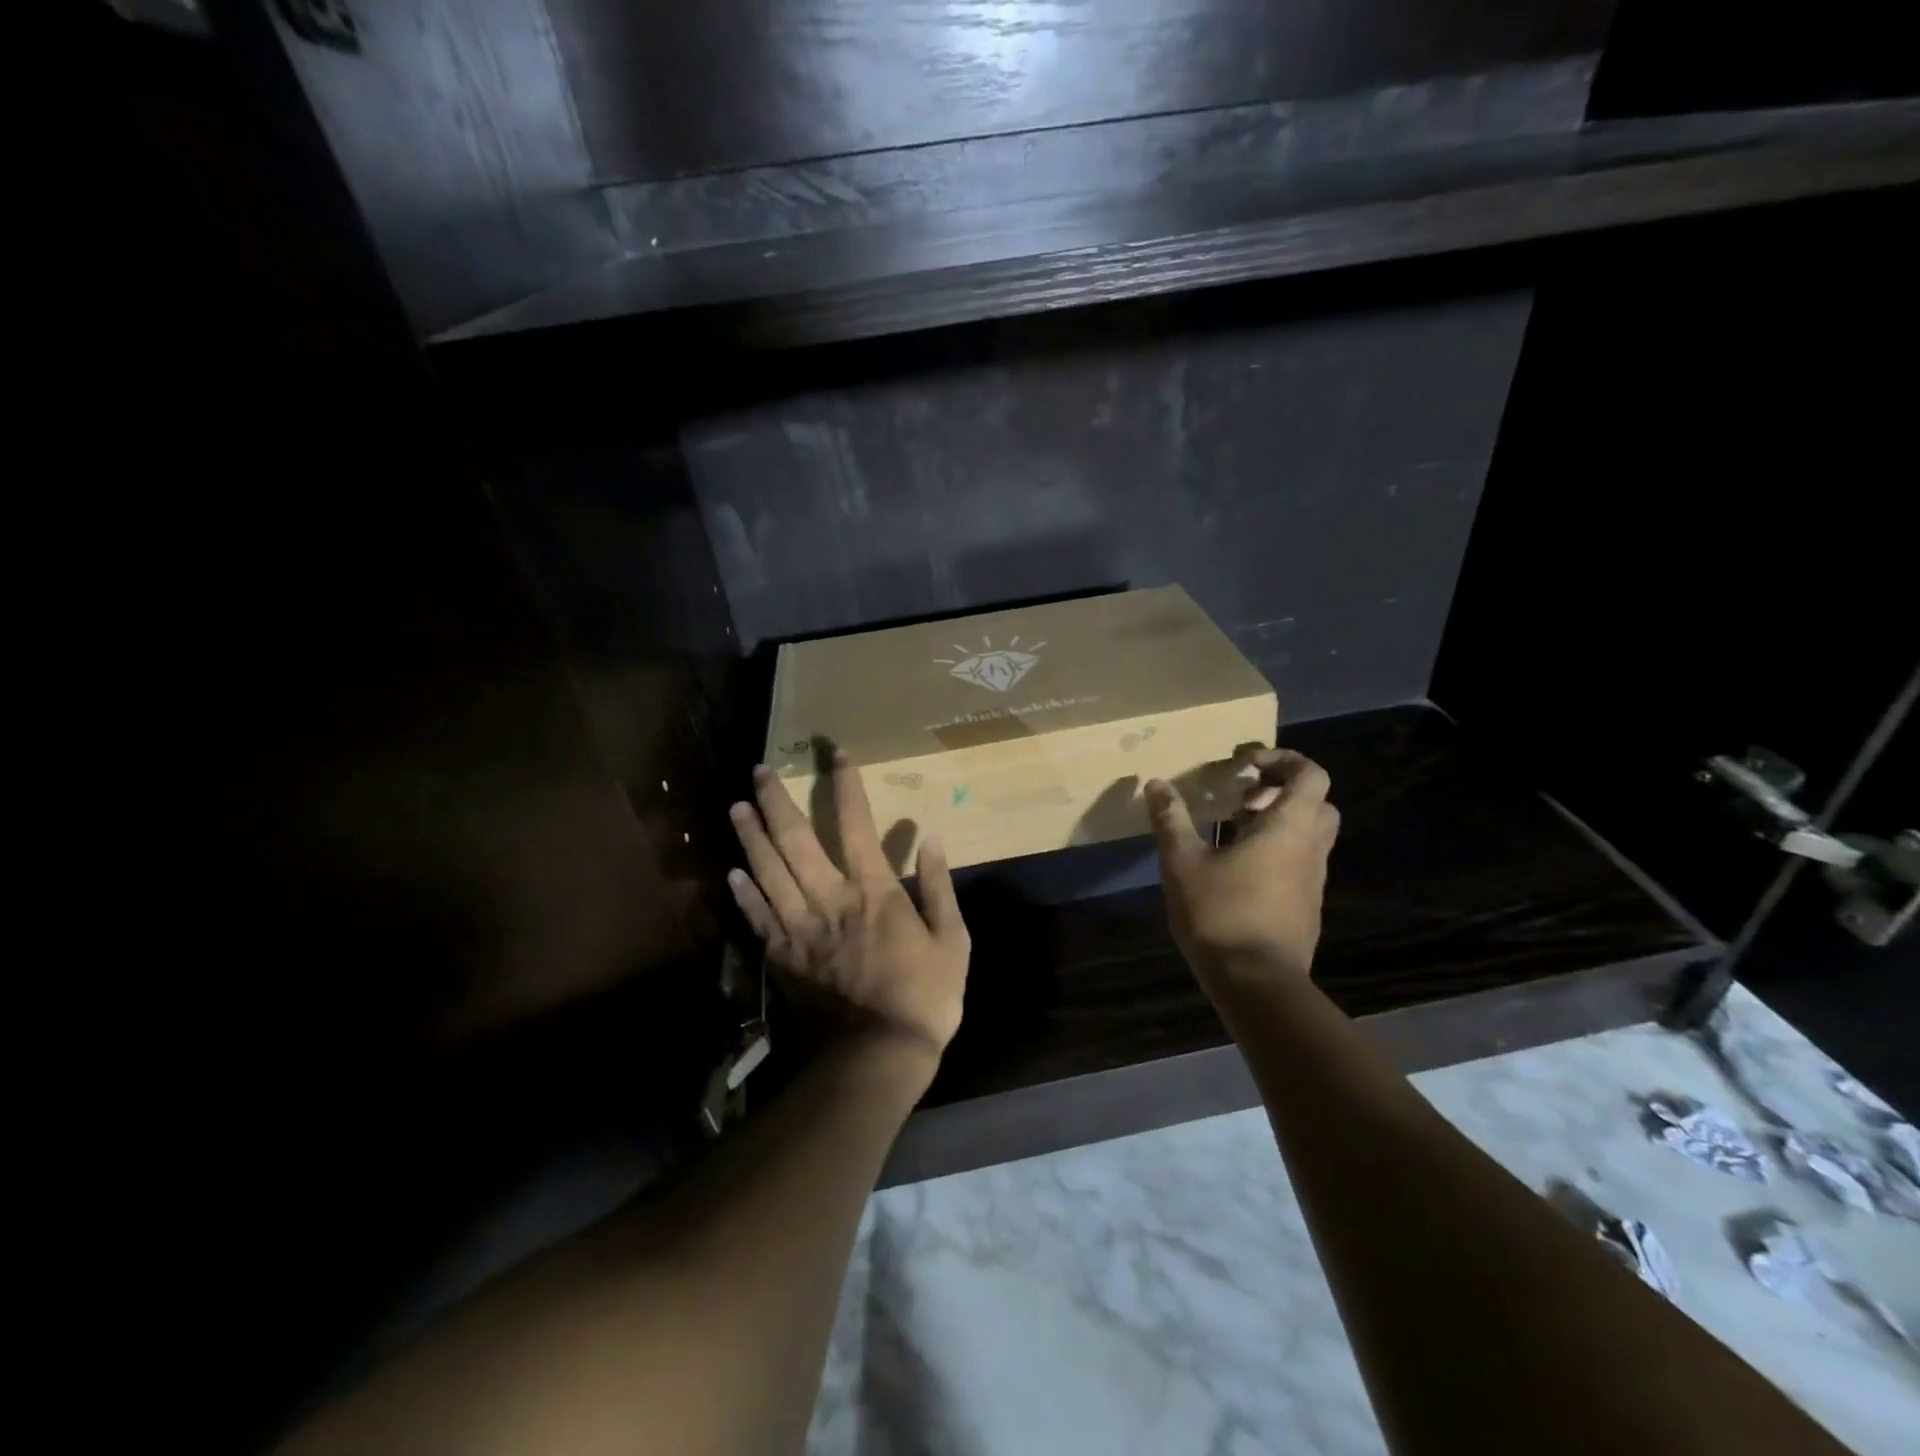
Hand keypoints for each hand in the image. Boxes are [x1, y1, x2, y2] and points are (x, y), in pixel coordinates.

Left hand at [727, 751, 970, 1065]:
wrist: (875, 1058)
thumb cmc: (923, 998)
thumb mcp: (952, 941)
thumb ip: (940, 887)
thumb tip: (932, 839)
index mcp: (874, 892)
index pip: (857, 824)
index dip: (847, 786)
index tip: (838, 755)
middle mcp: (830, 900)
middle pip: (796, 840)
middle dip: (777, 801)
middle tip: (759, 771)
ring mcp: (800, 929)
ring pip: (768, 872)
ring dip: (751, 837)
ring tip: (737, 807)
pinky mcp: (782, 958)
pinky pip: (758, 918)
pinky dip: (744, 893)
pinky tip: (732, 873)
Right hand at [1146, 749, 1339, 981]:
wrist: (1257, 983)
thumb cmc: (1220, 913)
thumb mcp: (1182, 862)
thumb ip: (1171, 819)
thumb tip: (1156, 783)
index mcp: (1288, 828)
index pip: (1310, 775)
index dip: (1283, 760)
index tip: (1245, 765)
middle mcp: (1310, 849)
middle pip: (1317, 803)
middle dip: (1282, 791)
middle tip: (1243, 798)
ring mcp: (1312, 881)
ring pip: (1309, 835)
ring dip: (1278, 823)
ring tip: (1233, 831)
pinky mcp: (1306, 907)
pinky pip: (1299, 863)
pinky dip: (1277, 852)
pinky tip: (1237, 871)